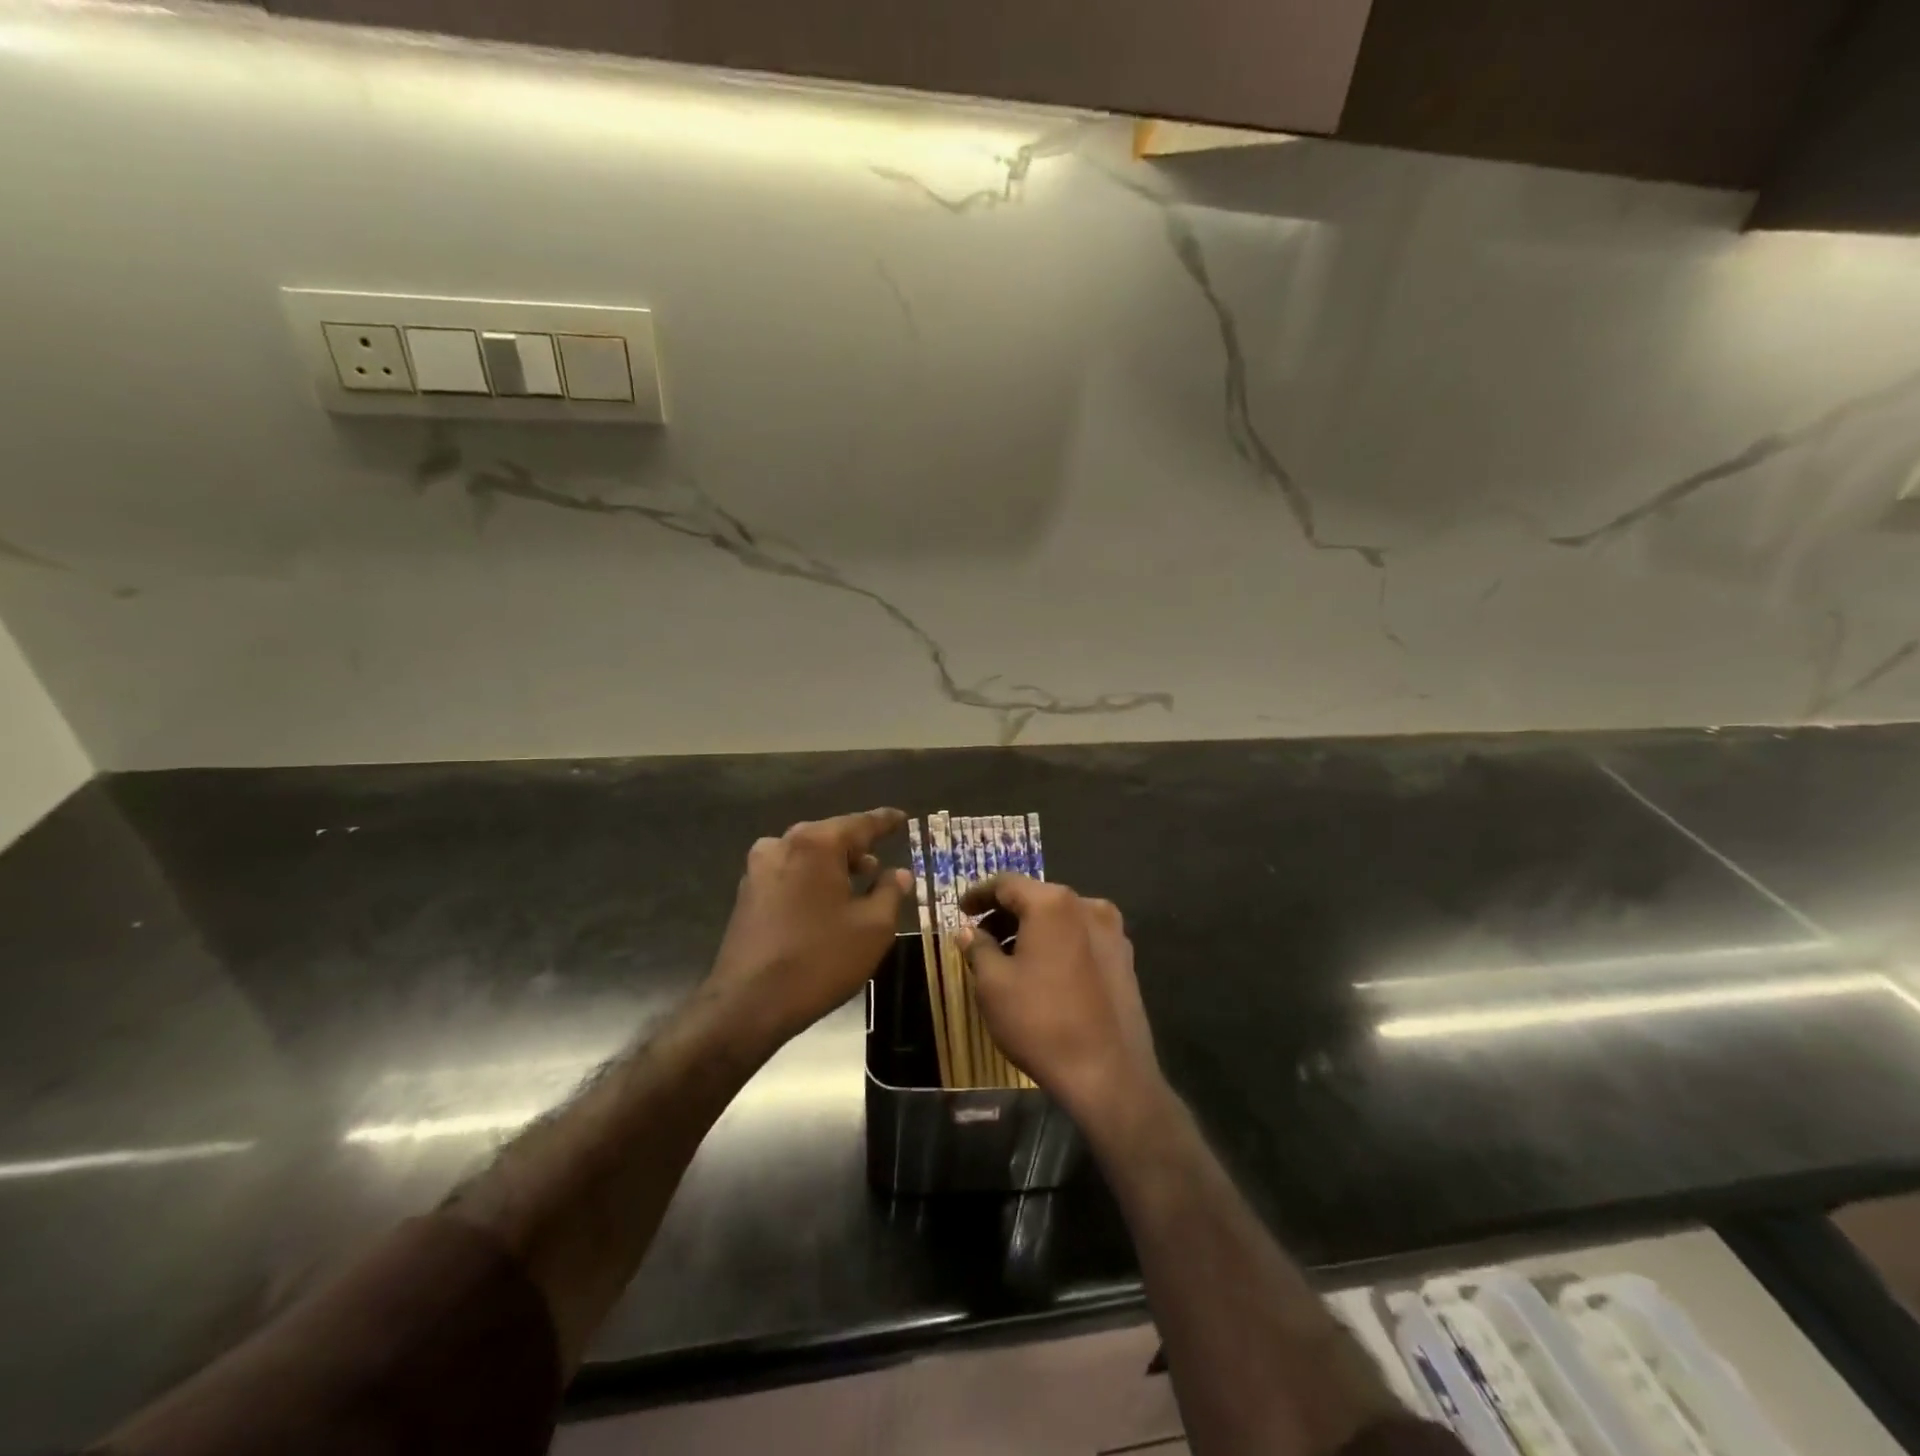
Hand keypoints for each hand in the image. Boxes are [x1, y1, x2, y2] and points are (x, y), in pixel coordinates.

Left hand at [707, 808, 909, 1049]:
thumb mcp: (873, 928)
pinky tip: (824, 905)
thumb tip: (900, 873)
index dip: (885, 822)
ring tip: (855, 886)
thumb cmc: (820, 959)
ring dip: (832, 866)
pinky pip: (788, 874)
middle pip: (829, 836)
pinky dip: (810, 880)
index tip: (902, 818)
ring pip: (806, 855)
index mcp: (816, 844)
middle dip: (857, 848)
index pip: (861, 824)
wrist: (749, 1004)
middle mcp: (783, 845)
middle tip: (880, 865)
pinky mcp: (746, 894)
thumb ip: (890, 892)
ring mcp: (758, 869)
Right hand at [959, 876, 1161, 1127]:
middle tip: (981, 939)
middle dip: (1005, 915)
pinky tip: (1044, 974)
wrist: (1109, 1073)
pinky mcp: (1125, 959)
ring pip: (1061, 920)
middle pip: (1037, 899)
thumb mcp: (993, 985)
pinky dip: (1057, 946)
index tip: (961, 910)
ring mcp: (1113, 932)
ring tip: (1009, 960)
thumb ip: (978, 949)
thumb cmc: (1041, 1022)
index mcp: (1053, 903)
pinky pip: (1082, 940)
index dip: (979, 894)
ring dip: (1032, 931)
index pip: (1007, 884)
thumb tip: (969, 932)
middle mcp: (1088, 906)